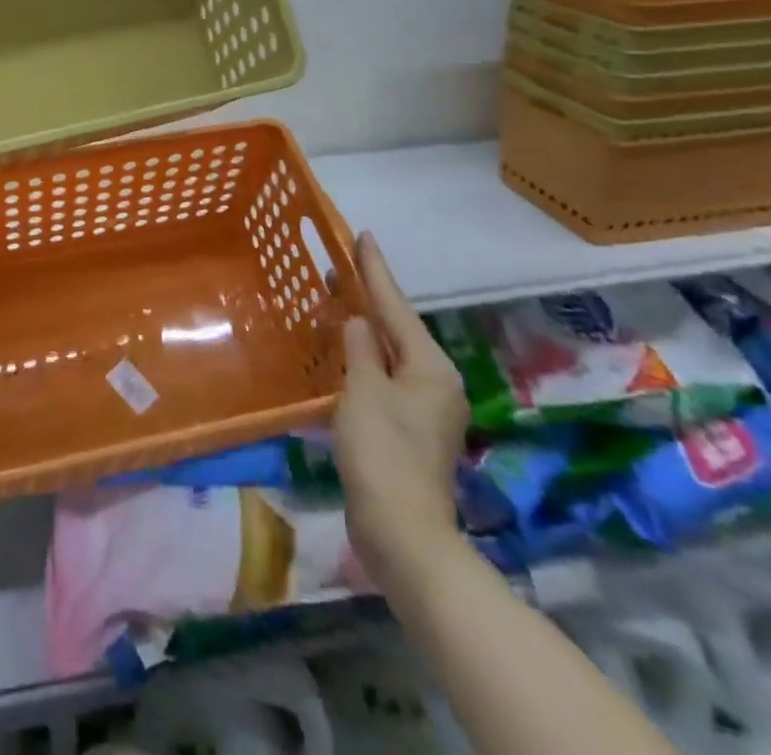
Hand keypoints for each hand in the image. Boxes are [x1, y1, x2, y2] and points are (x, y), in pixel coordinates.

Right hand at [334, 231, 470, 596]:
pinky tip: (343, 353)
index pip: (395, 305)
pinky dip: (364, 358)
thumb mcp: (364, 392)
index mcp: (430, 366)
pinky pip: (384, 377)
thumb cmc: (383, 454)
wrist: (404, 535)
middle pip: (396, 327)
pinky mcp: (409, 429)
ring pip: (390, 353)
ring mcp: (424, 407)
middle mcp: (435, 381)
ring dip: (363, 328)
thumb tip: (357, 321)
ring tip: (335, 301)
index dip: (375, 269)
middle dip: (368, 297)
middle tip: (336, 266)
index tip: (362, 235)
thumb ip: (359, 348)